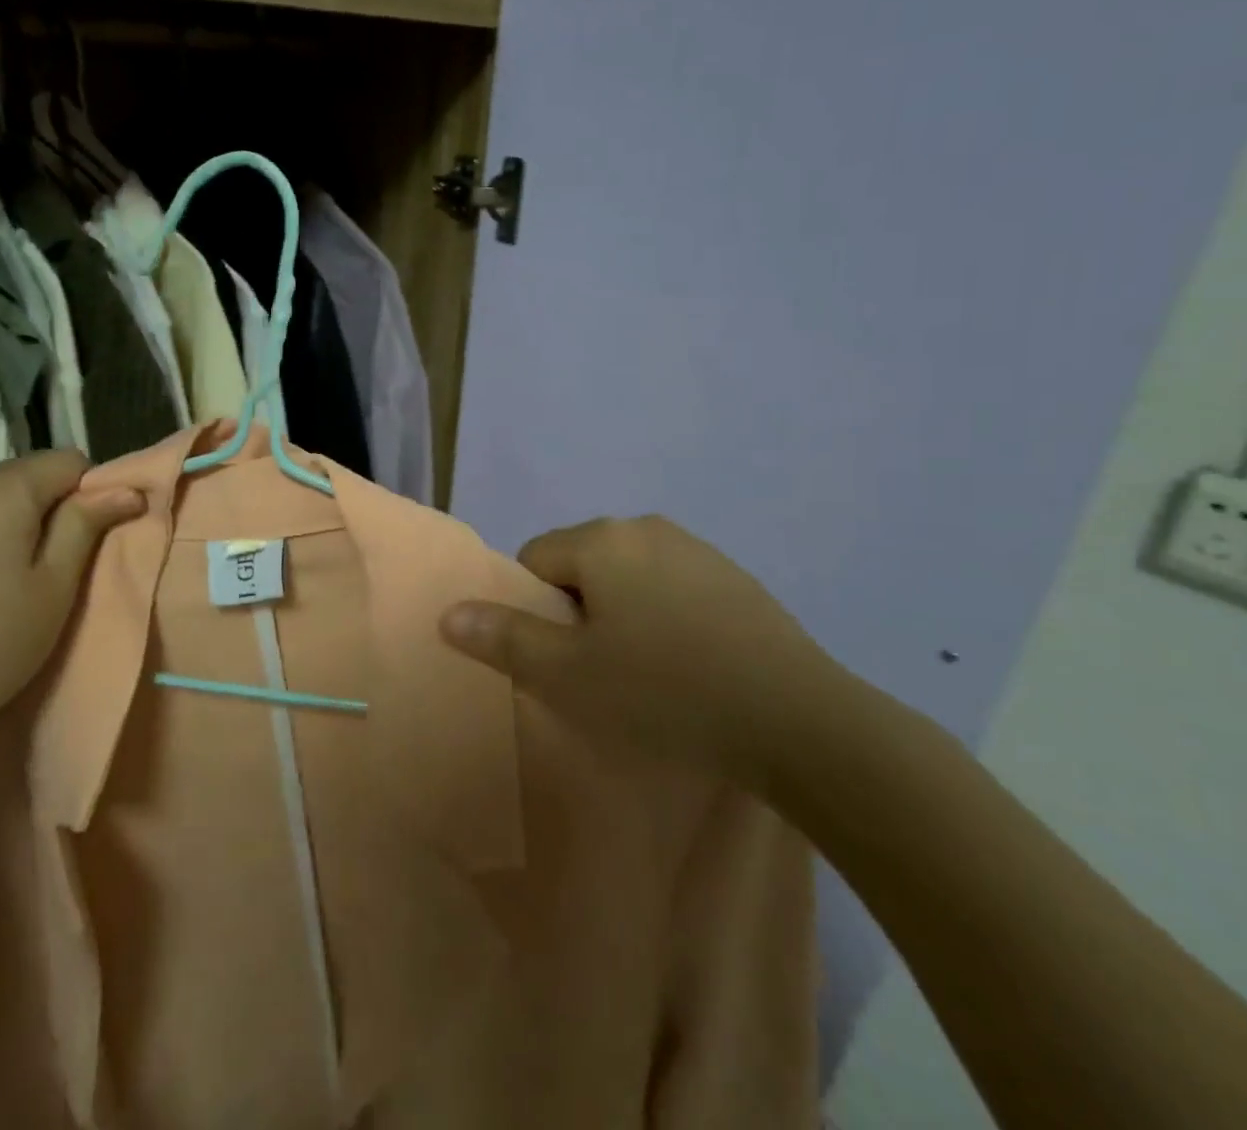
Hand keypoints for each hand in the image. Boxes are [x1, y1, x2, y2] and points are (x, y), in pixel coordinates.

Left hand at [0, 451, 144, 756]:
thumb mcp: (57, 584)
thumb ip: (88, 523)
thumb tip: (128, 490)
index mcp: (1, 488)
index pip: (69, 461)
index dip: (89, 494)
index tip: (82, 542)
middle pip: (25, 472)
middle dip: (45, 504)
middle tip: (44, 564)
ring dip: (5, 515)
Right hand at [441, 516, 846, 784]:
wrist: (798, 720)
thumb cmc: (664, 692)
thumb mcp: (568, 675)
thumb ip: (502, 638)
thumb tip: (448, 612)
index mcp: (601, 539)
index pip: (535, 561)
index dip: (536, 613)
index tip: (564, 661)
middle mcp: (646, 527)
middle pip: (582, 566)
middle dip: (578, 614)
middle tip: (601, 674)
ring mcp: (697, 549)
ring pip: (628, 577)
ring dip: (622, 616)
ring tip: (647, 675)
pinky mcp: (735, 578)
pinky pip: (673, 588)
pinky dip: (665, 618)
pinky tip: (690, 667)